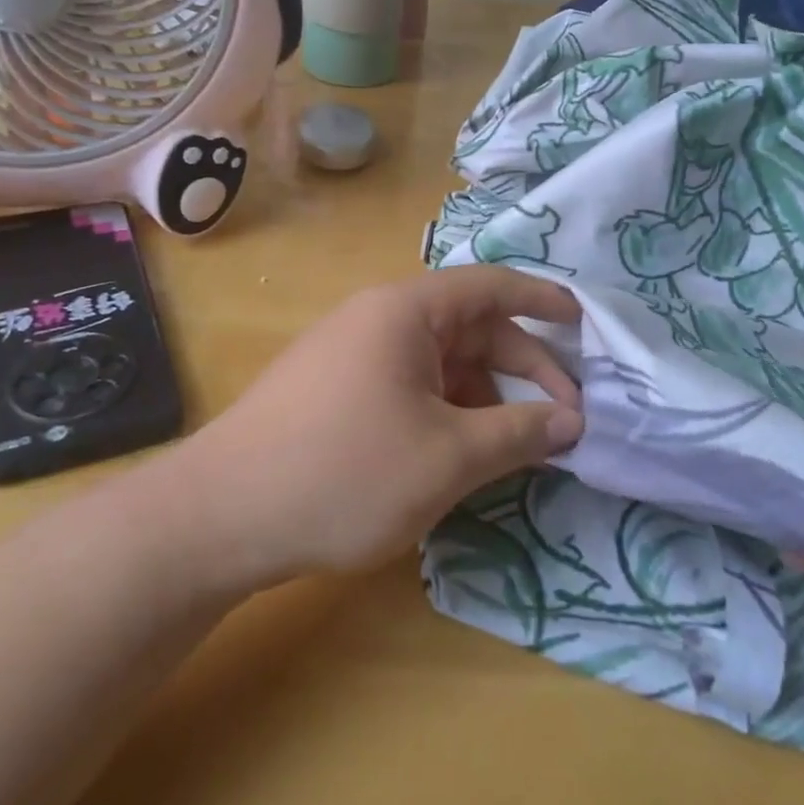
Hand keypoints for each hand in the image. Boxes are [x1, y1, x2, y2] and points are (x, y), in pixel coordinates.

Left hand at [185, 266, 584, 583]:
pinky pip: (408, 383)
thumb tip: (572, 421)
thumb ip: (518, 432)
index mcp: (407, 311)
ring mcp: (351, 352)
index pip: (491, 287)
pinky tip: (457, 453)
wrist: (219, 517)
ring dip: (484, 396)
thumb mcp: (447, 456)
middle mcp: (378, 318)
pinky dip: (445, 409)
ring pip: (439, 361)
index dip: (543, 302)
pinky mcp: (333, 388)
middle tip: (563, 419)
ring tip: (511, 446)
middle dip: (522, 368)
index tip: (584, 326)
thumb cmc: (344, 472)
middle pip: (470, 327)